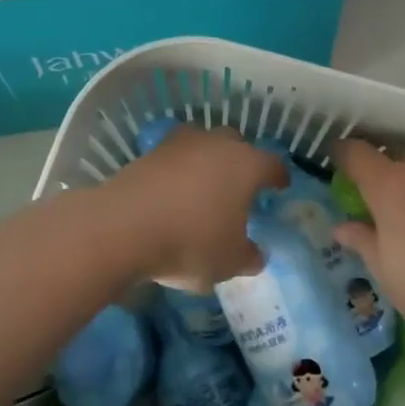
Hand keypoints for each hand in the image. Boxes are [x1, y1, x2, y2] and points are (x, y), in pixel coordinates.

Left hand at [107, 125, 288, 289]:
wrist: (124, 227)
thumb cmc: (191, 242)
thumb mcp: (229, 262)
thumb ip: (248, 256)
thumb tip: (255, 254)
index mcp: (247, 165)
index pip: (273, 164)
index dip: (278, 177)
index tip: (280, 186)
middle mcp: (217, 144)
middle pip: (237, 144)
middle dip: (242, 161)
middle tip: (240, 185)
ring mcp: (180, 143)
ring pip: (203, 144)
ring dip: (207, 160)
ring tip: (204, 185)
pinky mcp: (149, 152)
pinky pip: (173, 157)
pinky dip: (177, 170)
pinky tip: (173, 191)